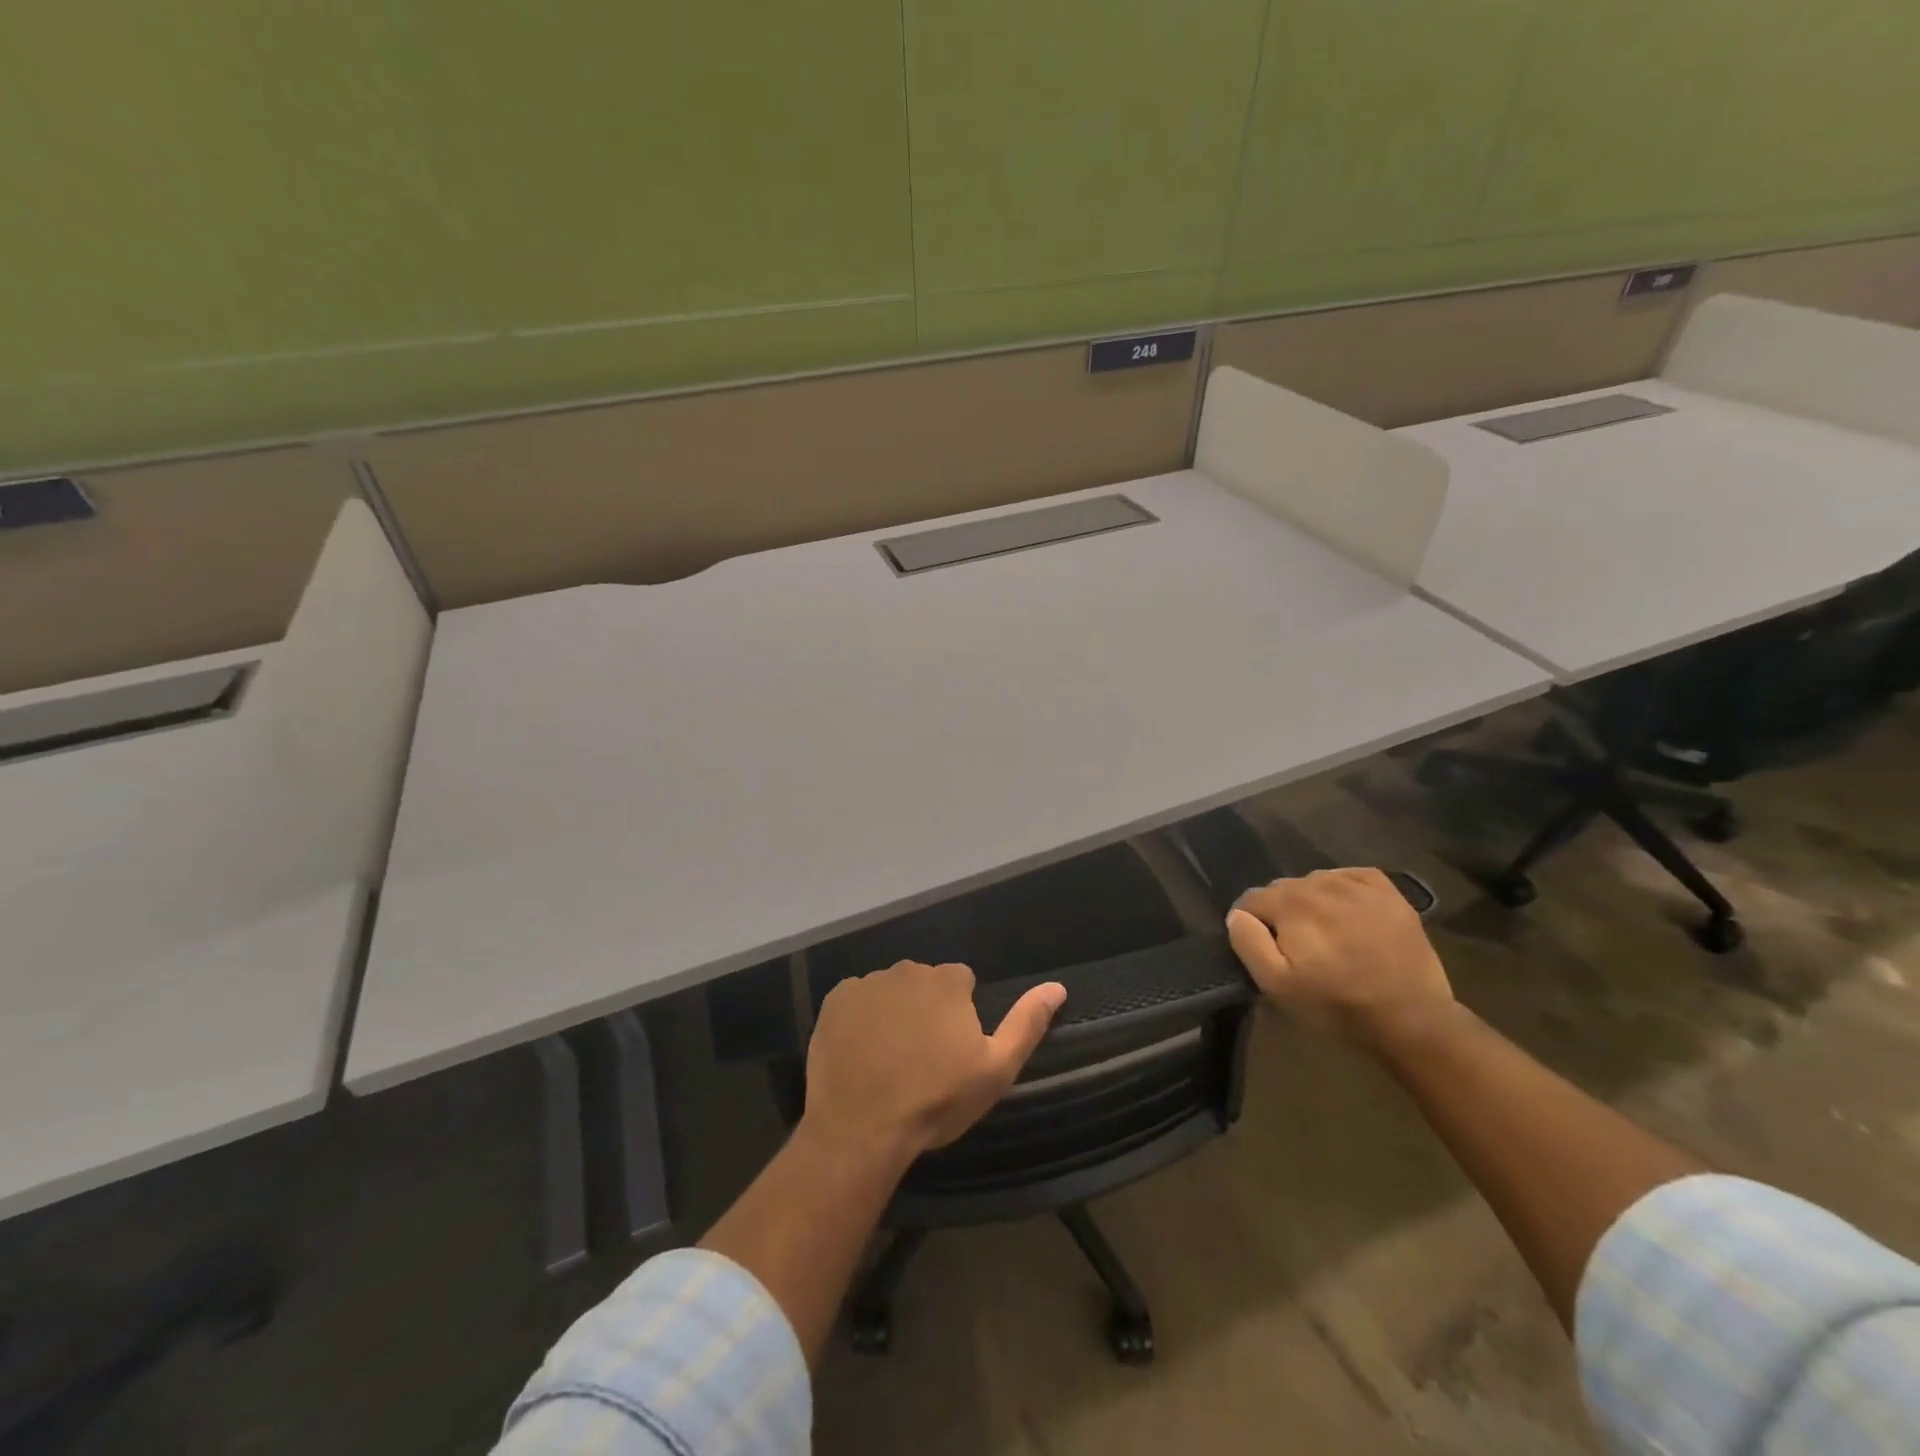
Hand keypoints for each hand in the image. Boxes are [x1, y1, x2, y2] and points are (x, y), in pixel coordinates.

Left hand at [803, 961, 1065, 1165]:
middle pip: (923, 983)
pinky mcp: (835, 1000)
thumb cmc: (936, 1100)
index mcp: (948, 981)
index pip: (961, 982)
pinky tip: (860, 1053)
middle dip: (925, 1008)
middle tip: (921, 1057)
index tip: (952, 1049)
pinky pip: (855, 1001)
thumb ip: (1026, 1023)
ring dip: (892, 1012)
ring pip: (889, 991)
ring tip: (888, 1059)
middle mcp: (907, 970)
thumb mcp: (995, 1070)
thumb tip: (1057, 987)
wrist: (862, 1128)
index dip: (960, 1014)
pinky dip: (860, 1019)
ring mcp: (867, 983)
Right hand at [1225, 868, 1452, 1046]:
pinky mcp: (1388, 892)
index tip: (1266, 950)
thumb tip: (1238, 915)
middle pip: (1282, 889)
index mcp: (1290, 903)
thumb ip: (1248, 942)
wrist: (1413, 1018)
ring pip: (1314, 881)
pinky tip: (1349, 913)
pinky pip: (1350, 876)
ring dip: (1311, 902)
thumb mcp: (1277, 985)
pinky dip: (1342, 889)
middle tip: (1298, 948)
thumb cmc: (1337, 1004)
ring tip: (1326, 934)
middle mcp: (1319, 883)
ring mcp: (1357, 885)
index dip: (1251, 925)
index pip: (1251, 900)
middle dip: (1282, 913)